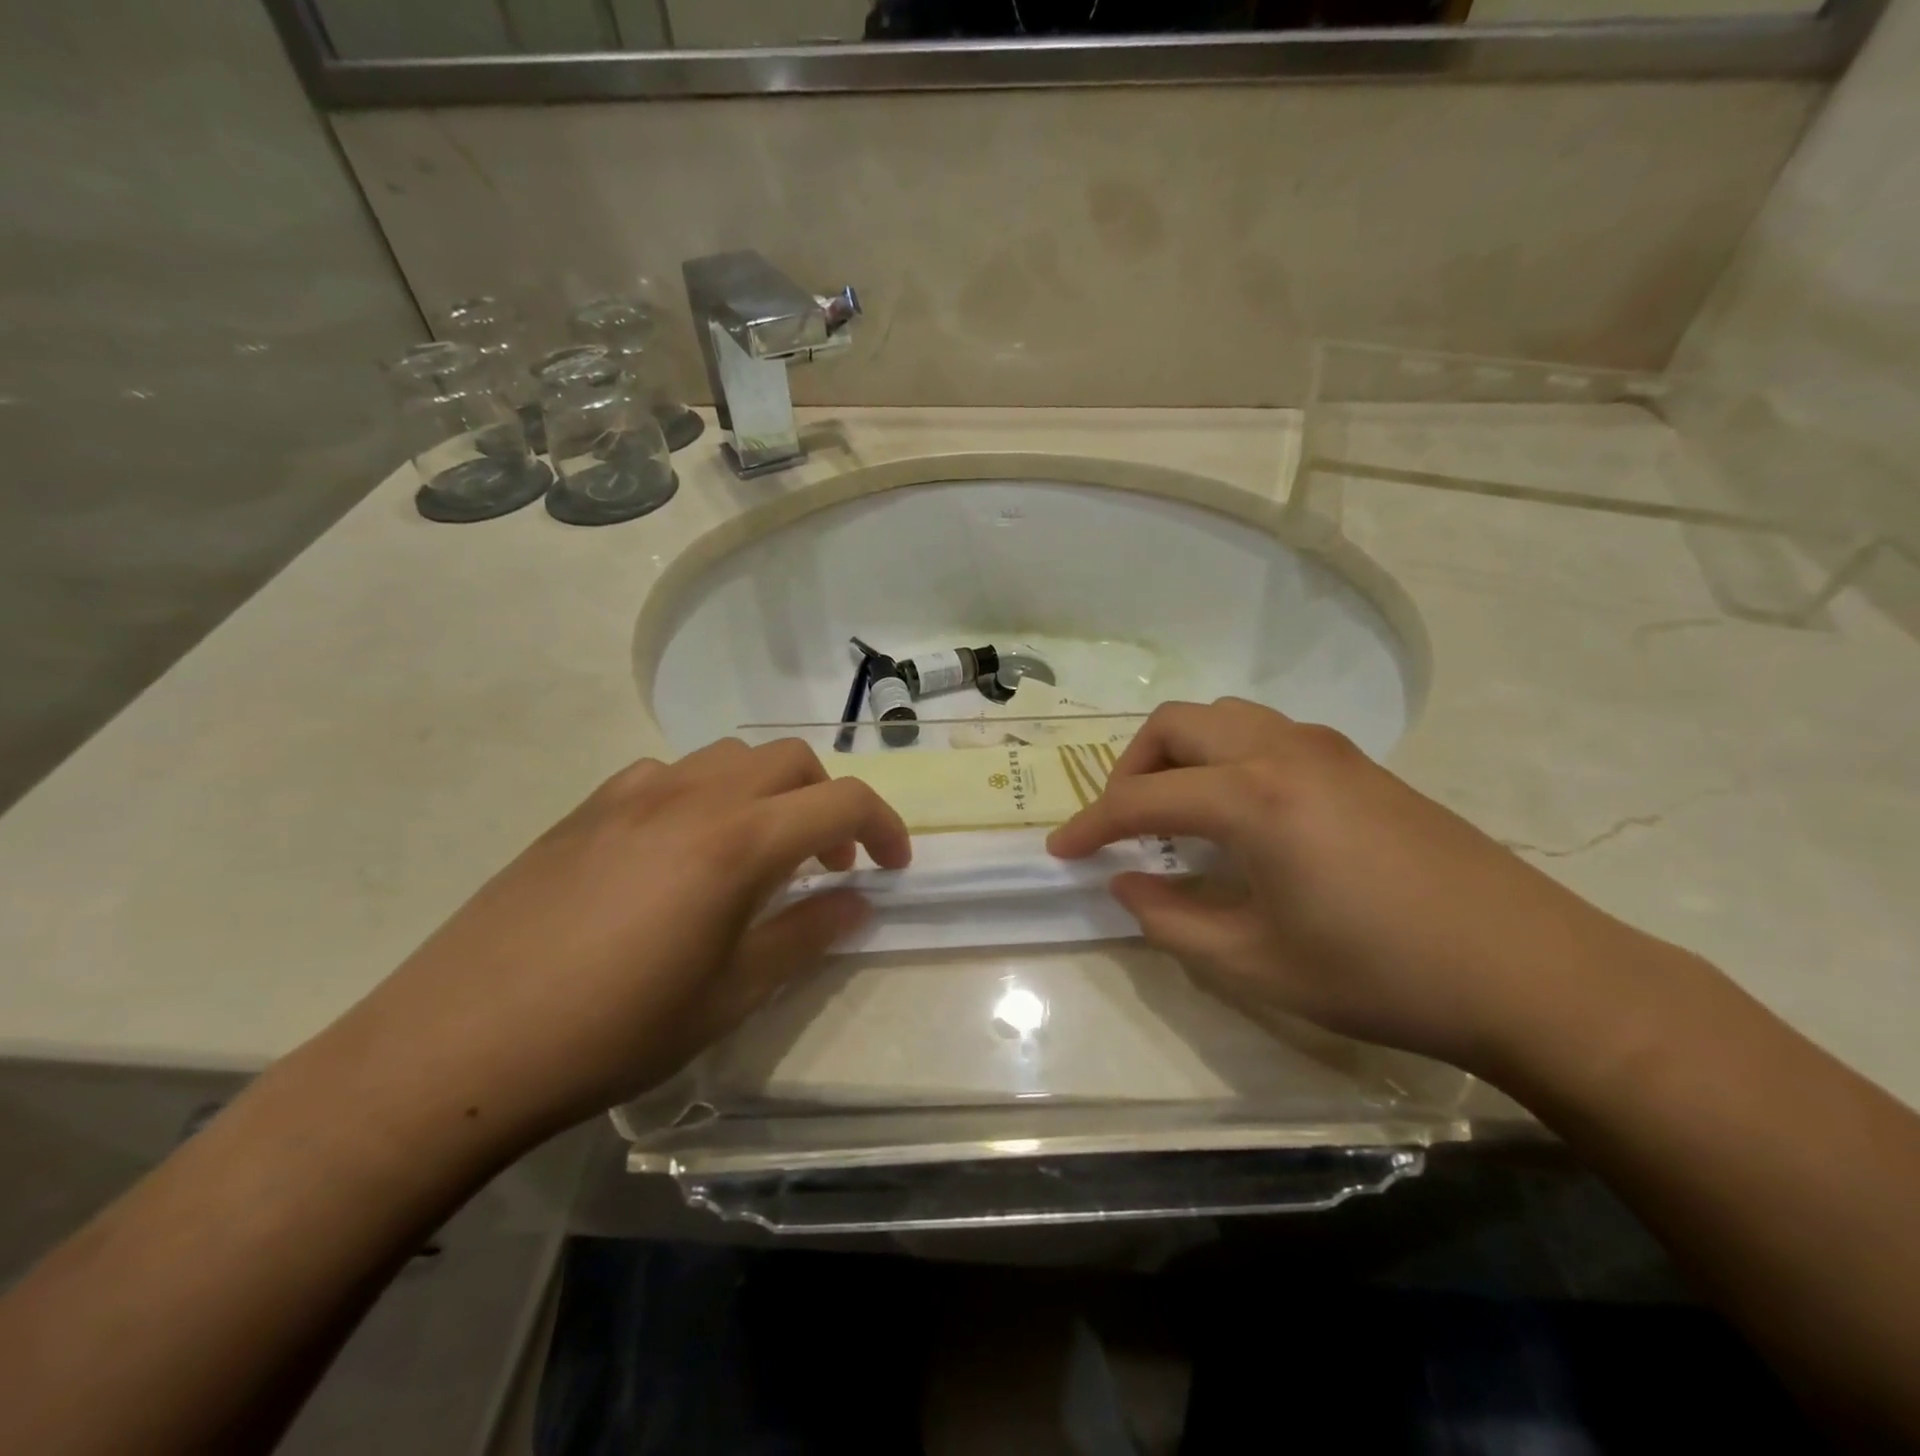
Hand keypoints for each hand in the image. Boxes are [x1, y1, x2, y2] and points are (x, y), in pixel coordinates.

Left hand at [331, 739, 910, 1142]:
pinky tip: (682, 851)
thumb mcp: (731, 994)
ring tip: (757, 852)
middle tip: (826, 863)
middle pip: (790, 760)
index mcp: (736, 841)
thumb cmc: (614, 1030)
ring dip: (768, 792)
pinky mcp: (587, 807)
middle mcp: (692, 796)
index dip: (884, 826)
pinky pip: (670, 773)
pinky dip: (706, 794)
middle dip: (827, 801)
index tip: (893, 865)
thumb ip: (806, 934)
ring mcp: (633, 793)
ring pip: (731, 757)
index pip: (841, 802)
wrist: (460, 1045)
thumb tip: (858, 901)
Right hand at [1047, 699, 1658, 1075]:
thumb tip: (1125, 885)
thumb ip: (1171, 920)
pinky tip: (1241, 814)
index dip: (1091, 825)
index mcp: (1252, 798)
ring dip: (1181, 754)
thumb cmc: (1381, 974)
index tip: (1060, 851)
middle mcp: (1282, 751)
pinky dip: (1225, 757)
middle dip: (1132, 768)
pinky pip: (1265, 733)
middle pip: (1176, 725)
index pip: (1143, 799)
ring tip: (1178, 813)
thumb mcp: (1255, 963)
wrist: (1530, 972)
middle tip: (1125, 825)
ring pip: (1223, 718)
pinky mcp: (1359, 763)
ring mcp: (1327, 749)